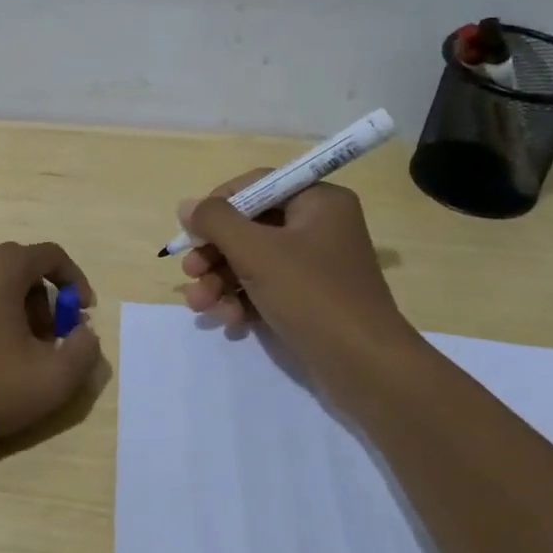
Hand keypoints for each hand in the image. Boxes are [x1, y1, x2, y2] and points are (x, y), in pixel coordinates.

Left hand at [0, 241, 103, 450]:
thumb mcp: (52, 380)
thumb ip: (84, 352)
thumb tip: (84, 334)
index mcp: (2, 265)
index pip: (52, 255)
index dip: (75, 282)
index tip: (82, 314)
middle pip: (20, 267)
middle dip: (41, 300)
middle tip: (46, 340)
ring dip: (11, 305)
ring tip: (12, 348)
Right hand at [178, 173, 413, 381]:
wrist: (365, 367)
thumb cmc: (312, 295)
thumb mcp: (256, 252)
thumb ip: (216, 222)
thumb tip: (187, 205)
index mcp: (318, 201)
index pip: (257, 185)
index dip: (219, 204)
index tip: (192, 230)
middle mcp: (319, 227)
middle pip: (250, 226)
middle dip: (214, 253)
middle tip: (189, 272)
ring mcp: (315, 266)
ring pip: (253, 261)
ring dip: (221, 281)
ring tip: (199, 305)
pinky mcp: (310, 300)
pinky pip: (266, 288)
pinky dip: (243, 301)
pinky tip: (229, 321)